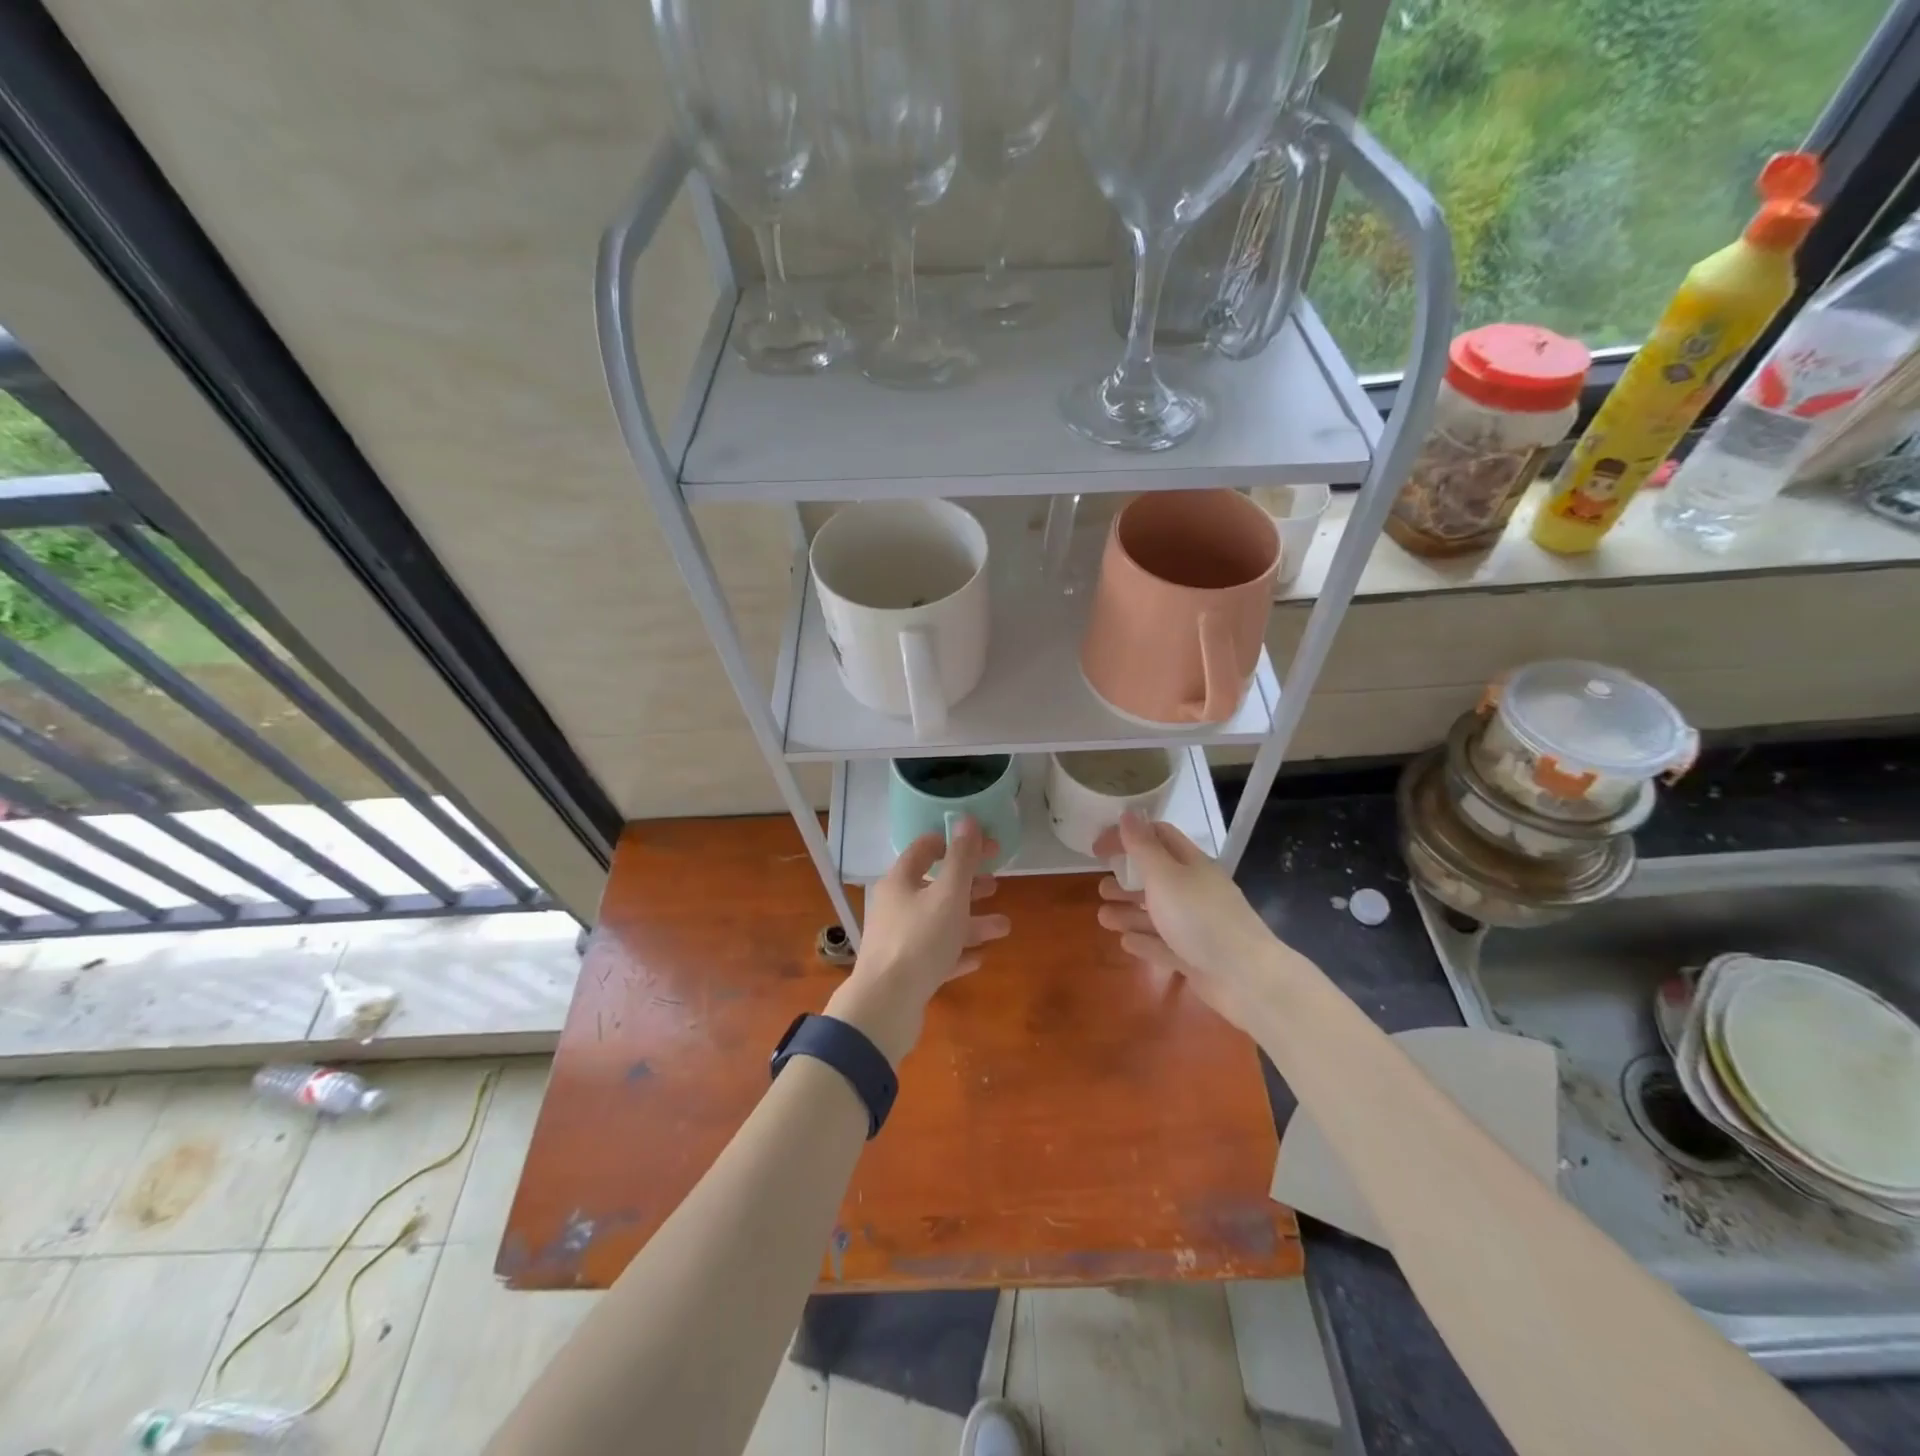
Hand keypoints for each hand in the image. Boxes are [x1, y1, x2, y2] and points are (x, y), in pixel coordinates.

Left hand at [826, 816, 1009, 1063]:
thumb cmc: (920, 940)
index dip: (957, 843)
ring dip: (971, 922)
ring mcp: (899, 940)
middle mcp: (895, 906)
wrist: (886, 1006)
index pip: (926, 848)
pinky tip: (979, 958)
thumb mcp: (948, 894)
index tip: (988, 847)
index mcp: (900, 881)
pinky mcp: (905, 972)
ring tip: (1003, 927)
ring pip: (940, 923)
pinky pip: (936, 955)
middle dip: (968, 885)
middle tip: (996, 885)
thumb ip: (961, 858)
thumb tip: (967, 818)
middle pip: (935, 887)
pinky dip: (957, 952)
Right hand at [1093, 811, 1298, 1035]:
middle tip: (1101, 888)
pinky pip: (1164, 945)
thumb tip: (1128, 813)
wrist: (1246, 979)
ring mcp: (1196, 925)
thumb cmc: (1200, 918)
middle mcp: (1194, 890)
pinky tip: (1126, 943)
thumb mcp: (1165, 876)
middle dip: (1126, 880)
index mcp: (1190, 864)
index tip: (1097, 848)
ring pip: (1156, 913)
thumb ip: (1143, 847)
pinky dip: (1145, 942)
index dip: (1127, 837)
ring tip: (1104, 918)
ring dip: (1129, 913)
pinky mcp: (1194, 956)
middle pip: (1155, 877)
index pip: (1157, 837)